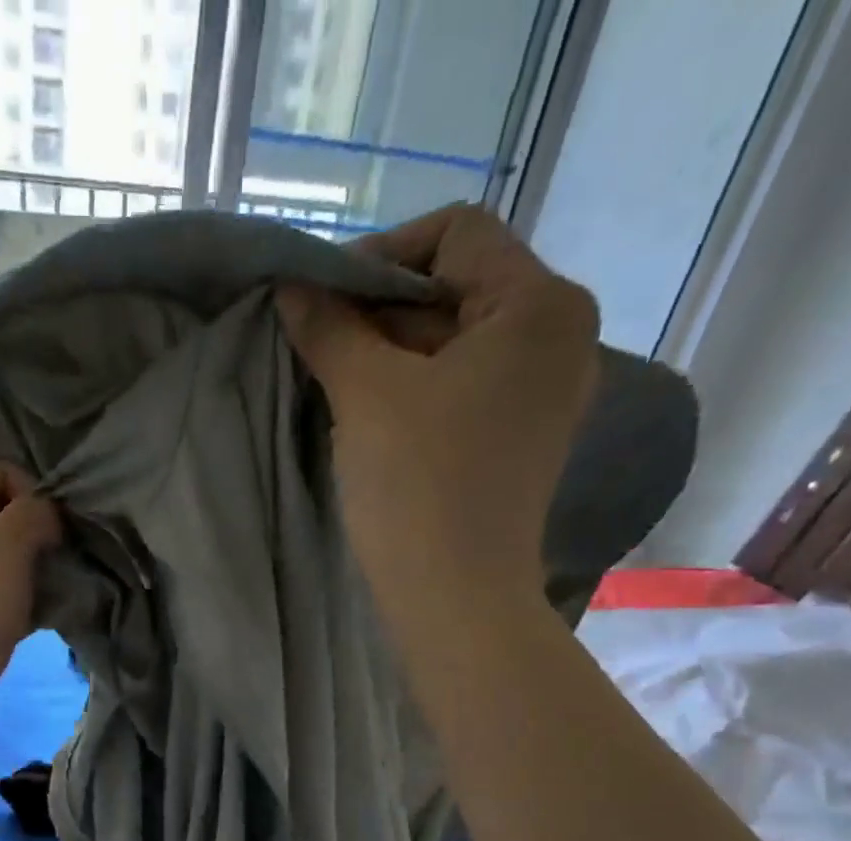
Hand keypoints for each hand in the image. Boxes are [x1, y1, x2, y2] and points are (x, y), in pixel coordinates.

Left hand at [0, 453, 60, 768]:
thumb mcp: (3, 553)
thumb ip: (32, 516)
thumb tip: (47, 513)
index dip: (14, 477)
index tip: (44, 513)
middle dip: (29, 521)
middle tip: (61, 544)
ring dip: (32, 560)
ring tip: (61, 576)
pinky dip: (23, 593)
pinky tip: (50, 607)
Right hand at [277, 204, 599, 617]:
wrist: (456, 597)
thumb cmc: (418, 486)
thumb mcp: (366, 395)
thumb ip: (329, 328)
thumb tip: (292, 286)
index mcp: (539, 305)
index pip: (456, 234)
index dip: (380, 255)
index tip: (322, 301)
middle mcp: (558, 337)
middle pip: (457, 288)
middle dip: (380, 310)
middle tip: (318, 344)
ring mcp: (543, 393)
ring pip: (455, 343)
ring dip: (390, 353)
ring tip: (334, 382)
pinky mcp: (521, 437)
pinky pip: (463, 388)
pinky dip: (414, 390)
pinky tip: (369, 417)